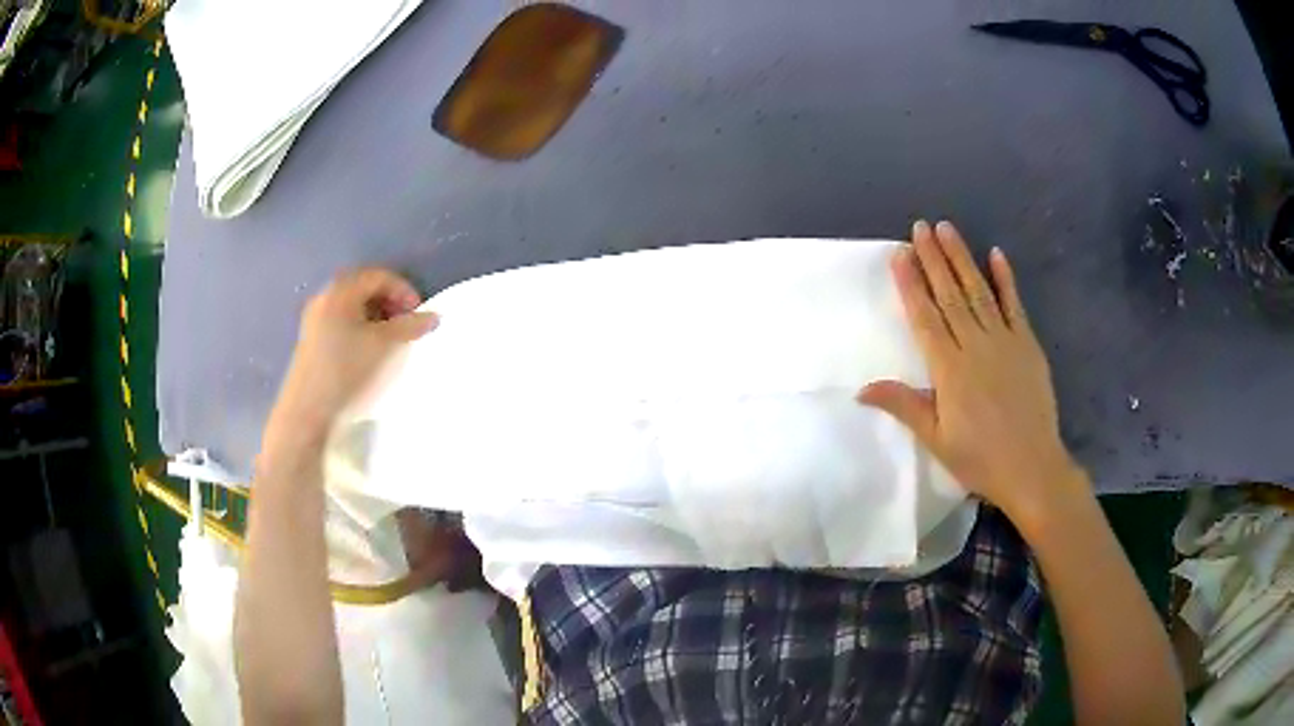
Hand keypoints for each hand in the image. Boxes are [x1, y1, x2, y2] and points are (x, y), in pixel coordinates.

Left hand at [268, 268, 437, 442]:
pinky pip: (341, 326)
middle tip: (407, 327)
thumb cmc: (348, 371)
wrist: (308, 413)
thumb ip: (411, 327)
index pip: (379, 276)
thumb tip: (433, 316)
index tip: (420, 315)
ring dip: (376, 320)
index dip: (404, 291)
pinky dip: (361, 332)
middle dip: (390, 305)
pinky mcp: (311, 344)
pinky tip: (369, 356)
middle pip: (364, 290)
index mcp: (340, 291)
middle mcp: (324, 299)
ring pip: (352, 310)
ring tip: (391, 344)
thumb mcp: (386, 346)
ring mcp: (314, 322)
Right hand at [858, 220, 1088, 519]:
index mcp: (949, 370)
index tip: (900, 253)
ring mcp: (1004, 341)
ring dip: (962, 259)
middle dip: (933, 259)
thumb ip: (904, 405)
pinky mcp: (1027, 344)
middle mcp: (975, 346)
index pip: (925, 317)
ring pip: (978, 292)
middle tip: (920, 227)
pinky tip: (996, 255)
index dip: (911, 284)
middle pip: (950, 295)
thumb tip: (862, 388)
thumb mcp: (936, 439)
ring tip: (947, 229)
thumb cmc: (979, 459)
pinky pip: (1015, 305)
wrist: (1032, 468)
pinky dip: (1006, 280)